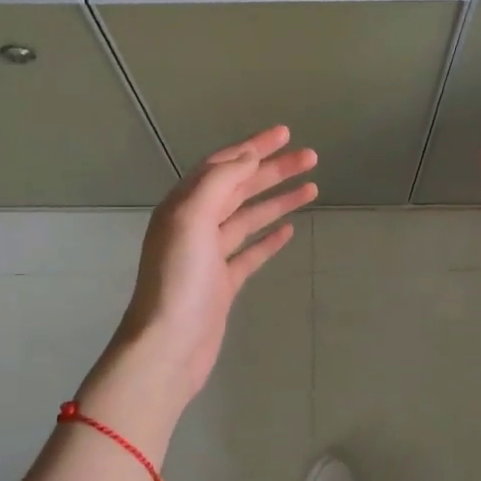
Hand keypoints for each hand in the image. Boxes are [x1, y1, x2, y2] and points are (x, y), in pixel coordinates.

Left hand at [87, 126, 317, 436]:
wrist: (168, 347)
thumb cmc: (179, 280)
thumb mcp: (192, 219)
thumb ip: (218, 182)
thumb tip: (247, 156)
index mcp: (184, 205)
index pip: (223, 165)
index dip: (254, 146)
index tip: (285, 133)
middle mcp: (195, 224)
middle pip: (240, 187)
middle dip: (274, 170)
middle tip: (310, 157)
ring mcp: (210, 255)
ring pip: (248, 217)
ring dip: (278, 199)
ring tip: (312, 186)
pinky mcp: (222, 283)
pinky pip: (250, 250)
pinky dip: (269, 237)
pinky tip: (289, 228)